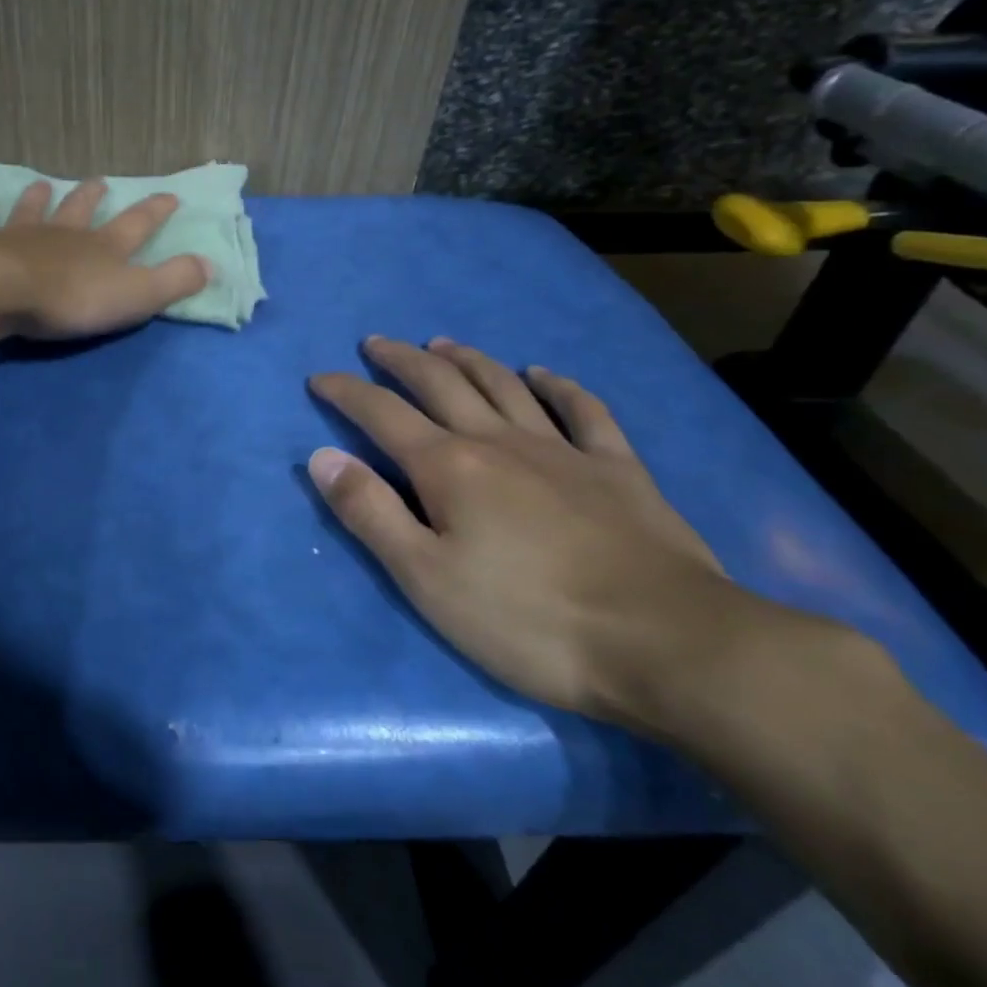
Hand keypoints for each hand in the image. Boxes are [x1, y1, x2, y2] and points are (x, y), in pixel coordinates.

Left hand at [0, 179, 210, 340]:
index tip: (170, 195)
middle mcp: (65, 234)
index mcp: (104, 247)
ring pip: (35, 210)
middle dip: (93, 197)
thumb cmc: (71, 299)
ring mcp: (22, 236)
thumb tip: (211, 263)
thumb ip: (174, 280)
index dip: (156, 211)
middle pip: (82, 210)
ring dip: (41, 198)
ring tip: (43, 184)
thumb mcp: (136, 295)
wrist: (1, 292)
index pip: (138, 224)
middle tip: (98, 181)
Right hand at [307, 336, 798, 731]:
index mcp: (448, 467)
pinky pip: (583, 411)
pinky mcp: (617, 469)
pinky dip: (558, 386)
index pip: (381, 414)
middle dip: (401, 360)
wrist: (666, 643)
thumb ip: (370, 512)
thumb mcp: (426, 578)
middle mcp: (498, 441)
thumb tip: (321, 457)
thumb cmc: (528, 619)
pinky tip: (543, 374)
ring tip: (442, 343)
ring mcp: (562, 450)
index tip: (319, 378)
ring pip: (504, 386)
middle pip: (440, 383)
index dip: (346, 392)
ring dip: (467, 359)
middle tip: (375, 344)